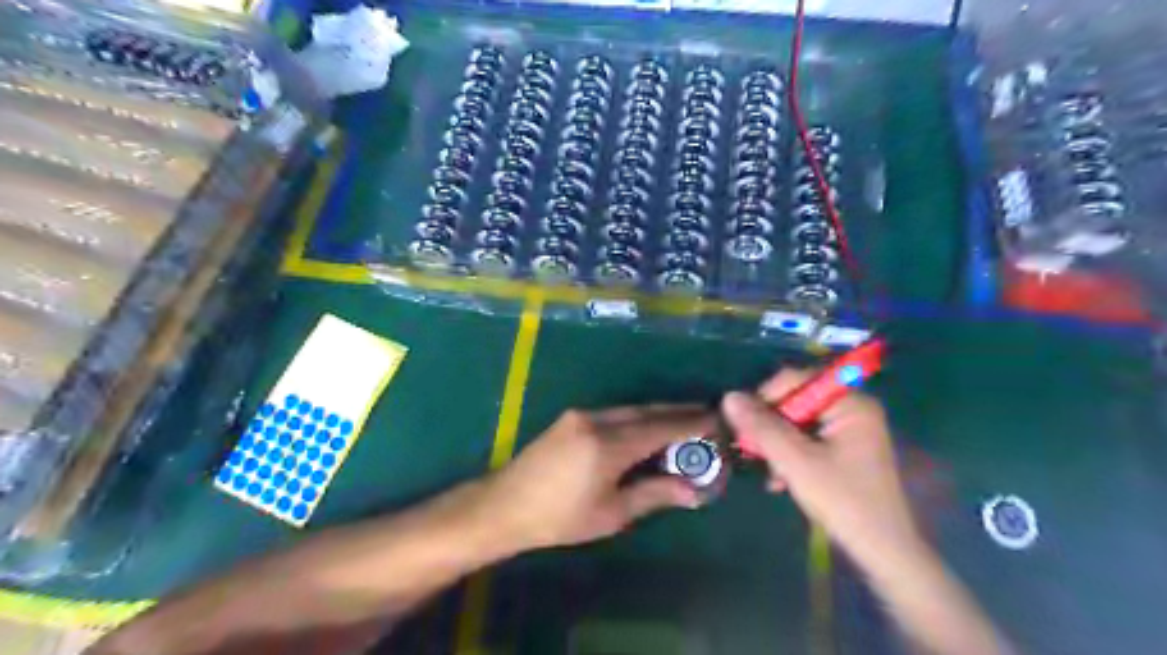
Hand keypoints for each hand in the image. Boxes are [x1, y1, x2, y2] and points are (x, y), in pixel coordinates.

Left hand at [475, 404, 710, 552]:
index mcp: (608, 444)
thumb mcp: (611, 513)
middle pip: (647, 412)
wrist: (505, 505)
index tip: (718, 420)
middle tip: (707, 416)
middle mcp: (597, 420)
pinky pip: (614, 413)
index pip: (661, 428)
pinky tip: (647, 429)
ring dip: (657, 414)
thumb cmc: (560, 518)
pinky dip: (637, 419)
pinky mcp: (572, 418)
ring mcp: (581, 415)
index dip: (691, 424)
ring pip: (630, 410)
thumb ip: (654, 494)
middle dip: (678, 413)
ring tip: (684, 422)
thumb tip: (694, 491)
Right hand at [721, 374, 921, 567]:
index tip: (742, 425)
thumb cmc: (843, 501)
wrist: (883, 552)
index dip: (764, 397)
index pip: (795, 379)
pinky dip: (789, 455)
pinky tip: (779, 481)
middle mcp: (851, 408)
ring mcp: (849, 430)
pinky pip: (806, 439)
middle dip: (770, 427)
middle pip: (795, 401)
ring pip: (796, 423)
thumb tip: (728, 396)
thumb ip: (762, 427)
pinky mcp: (843, 450)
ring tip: (768, 472)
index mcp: (850, 403)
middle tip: (752, 452)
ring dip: (776, 445)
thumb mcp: (795, 462)